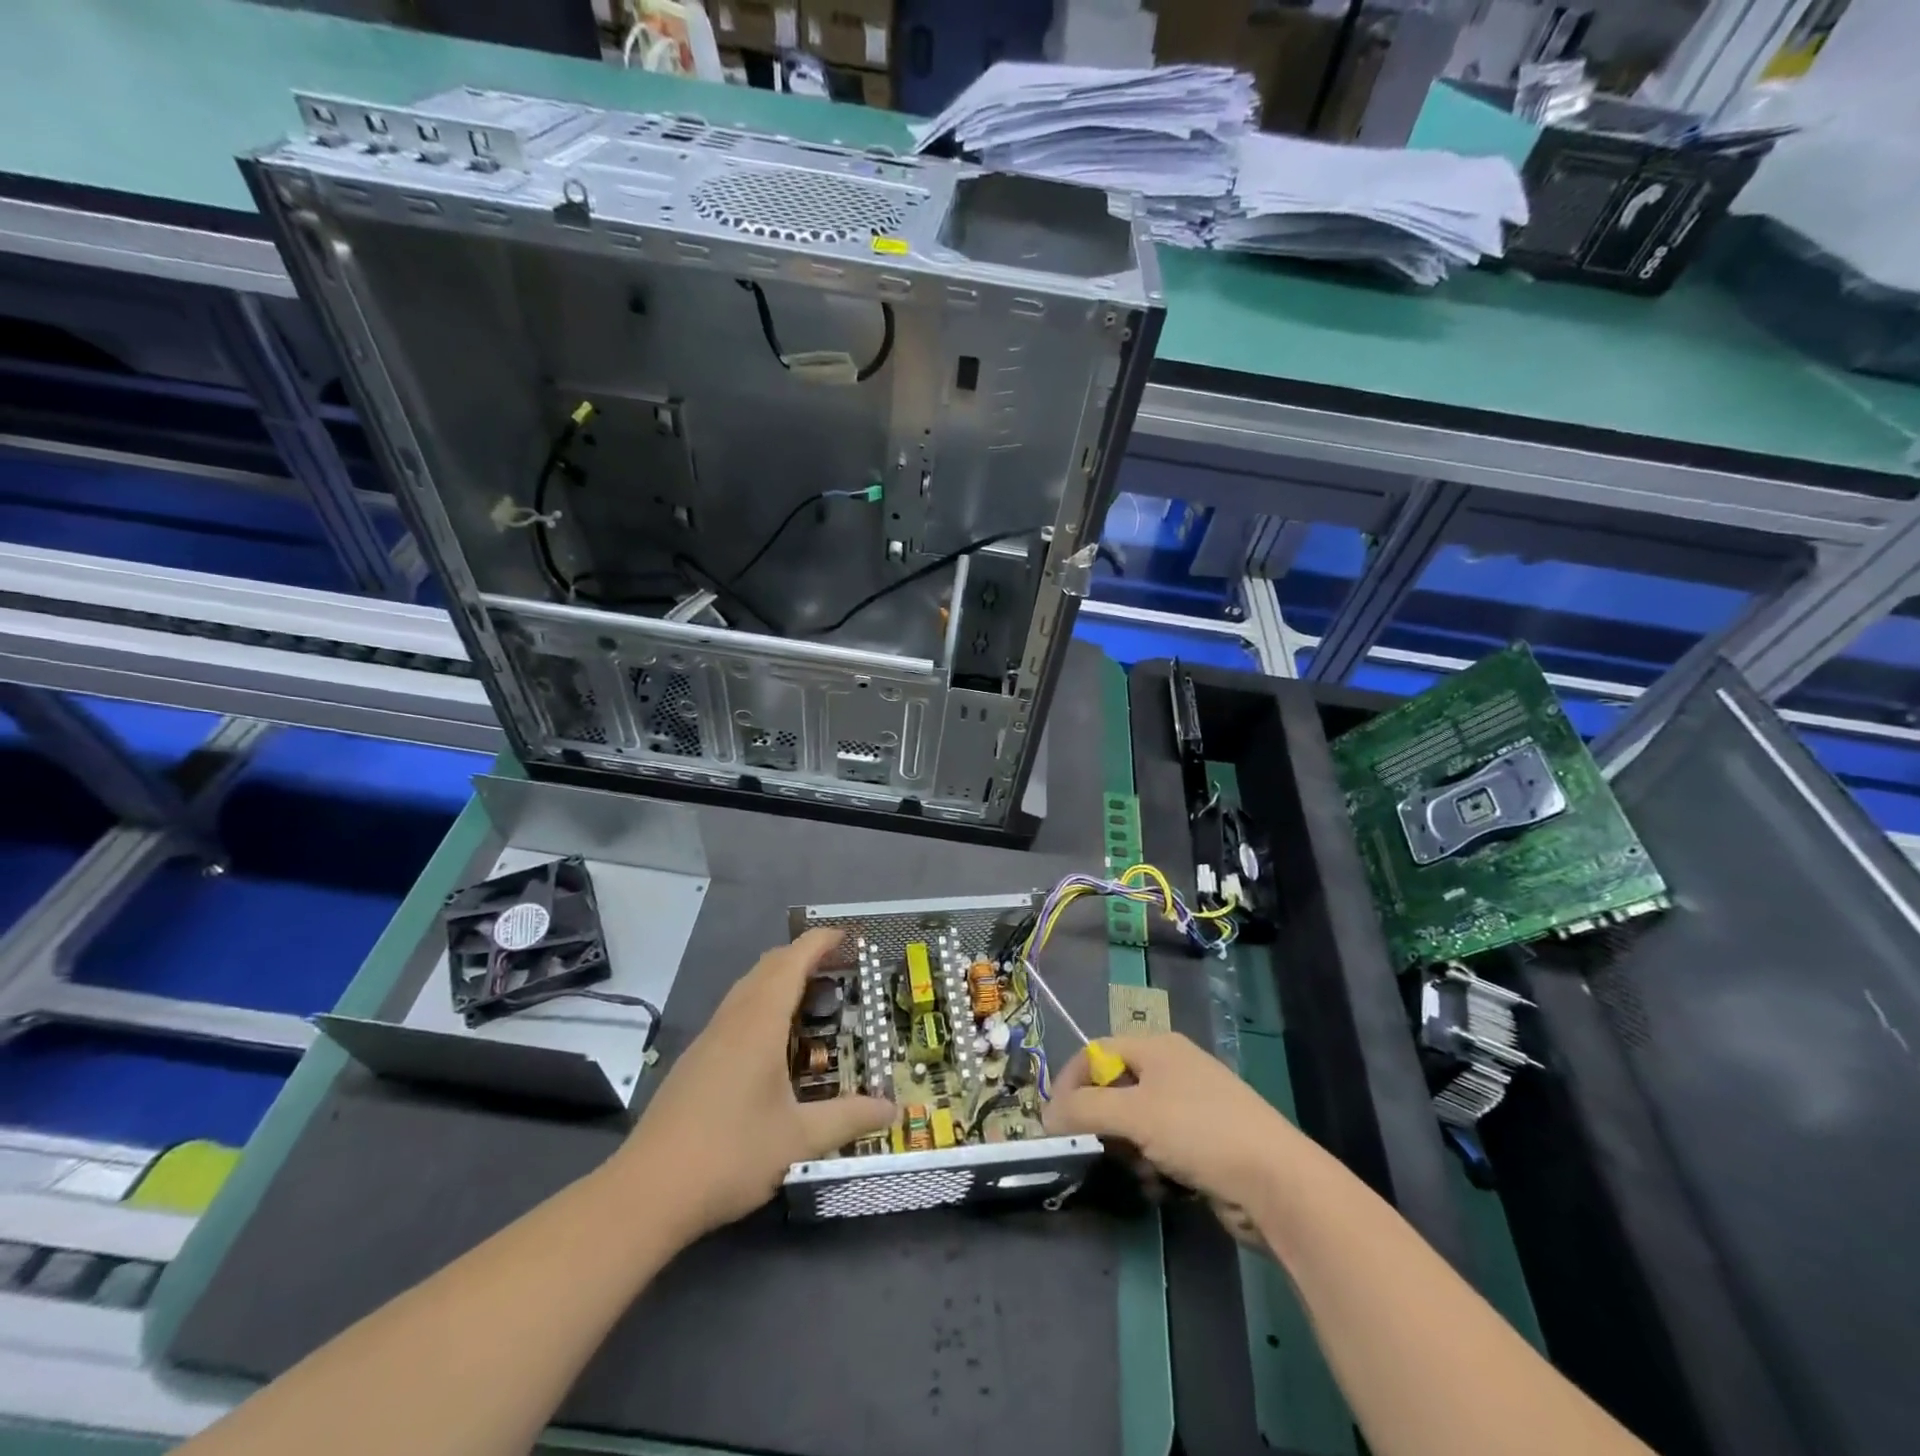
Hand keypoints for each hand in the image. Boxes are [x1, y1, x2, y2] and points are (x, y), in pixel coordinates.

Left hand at [615, 929, 892, 1241]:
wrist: (646, 1192)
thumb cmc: (729, 1154)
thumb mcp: (798, 1139)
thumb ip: (848, 1119)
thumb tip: (891, 1110)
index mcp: (759, 1024)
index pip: (791, 963)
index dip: (818, 942)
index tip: (845, 935)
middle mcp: (732, 1021)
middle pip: (766, 968)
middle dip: (801, 956)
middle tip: (837, 965)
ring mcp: (707, 1040)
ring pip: (746, 989)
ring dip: (777, 978)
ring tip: (810, 995)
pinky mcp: (694, 1062)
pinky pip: (734, 1012)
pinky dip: (760, 1003)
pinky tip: (771, 1040)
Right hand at [1043, 1032, 1305, 1213]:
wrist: (1277, 1182)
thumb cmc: (1199, 1132)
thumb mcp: (1133, 1114)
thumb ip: (1084, 1110)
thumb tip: (1046, 1115)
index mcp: (1157, 1046)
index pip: (1096, 1052)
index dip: (1071, 1082)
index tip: (1055, 1121)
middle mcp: (1173, 1068)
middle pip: (1116, 1089)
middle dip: (1102, 1123)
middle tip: (1096, 1151)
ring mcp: (1193, 1106)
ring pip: (1137, 1124)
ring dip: (1129, 1151)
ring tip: (1140, 1172)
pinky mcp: (1207, 1143)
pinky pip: (1162, 1148)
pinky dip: (1155, 1167)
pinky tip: (1164, 1188)